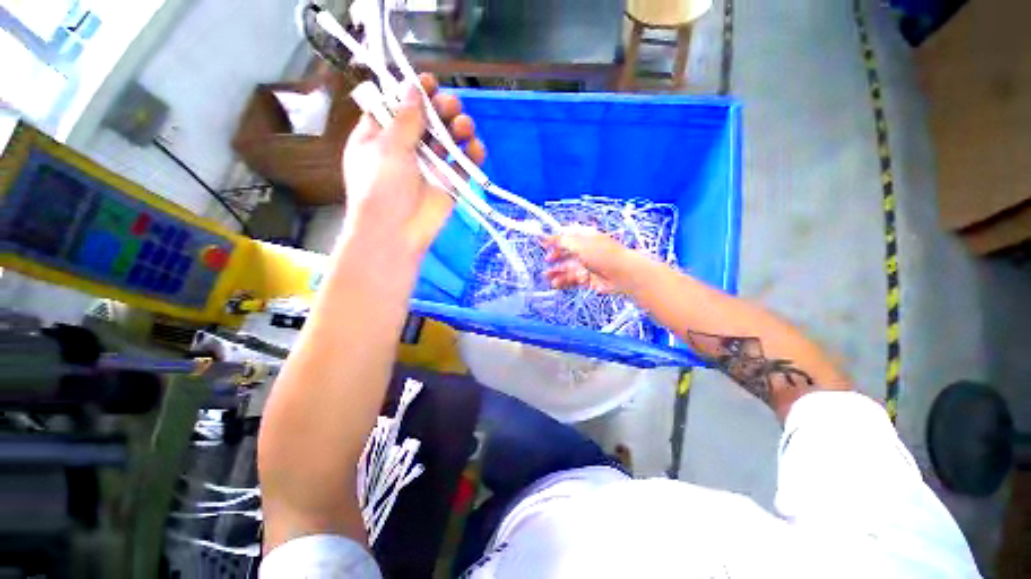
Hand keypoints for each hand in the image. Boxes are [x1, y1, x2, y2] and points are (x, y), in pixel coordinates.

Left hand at [342, 74, 485, 257]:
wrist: (396, 233)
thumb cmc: (381, 186)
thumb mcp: (387, 147)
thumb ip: (405, 118)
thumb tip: (414, 88)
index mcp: (381, 136)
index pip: (398, 106)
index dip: (414, 92)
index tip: (430, 82)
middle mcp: (407, 149)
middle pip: (428, 121)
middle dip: (441, 109)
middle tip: (452, 106)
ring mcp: (430, 167)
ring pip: (448, 141)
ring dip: (459, 130)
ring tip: (465, 128)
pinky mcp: (449, 185)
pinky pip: (463, 166)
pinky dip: (472, 157)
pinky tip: (477, 149)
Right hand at [543, 225, 638, 293]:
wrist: (622, 274)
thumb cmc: (602, 254)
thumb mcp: (578, 244)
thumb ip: (560, 241)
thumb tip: (543, 235)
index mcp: (584, 237)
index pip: (566, 236)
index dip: (554, 239)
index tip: (542, 242)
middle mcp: (585, 250)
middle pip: (565, 252)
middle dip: (555, 256)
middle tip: (548, 260)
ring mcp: (586, 265)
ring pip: (567, 268)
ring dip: (557, 272)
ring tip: (547, 276)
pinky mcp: (587, 279)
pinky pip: (572, 280)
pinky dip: (563, 282)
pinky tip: (555, 284)